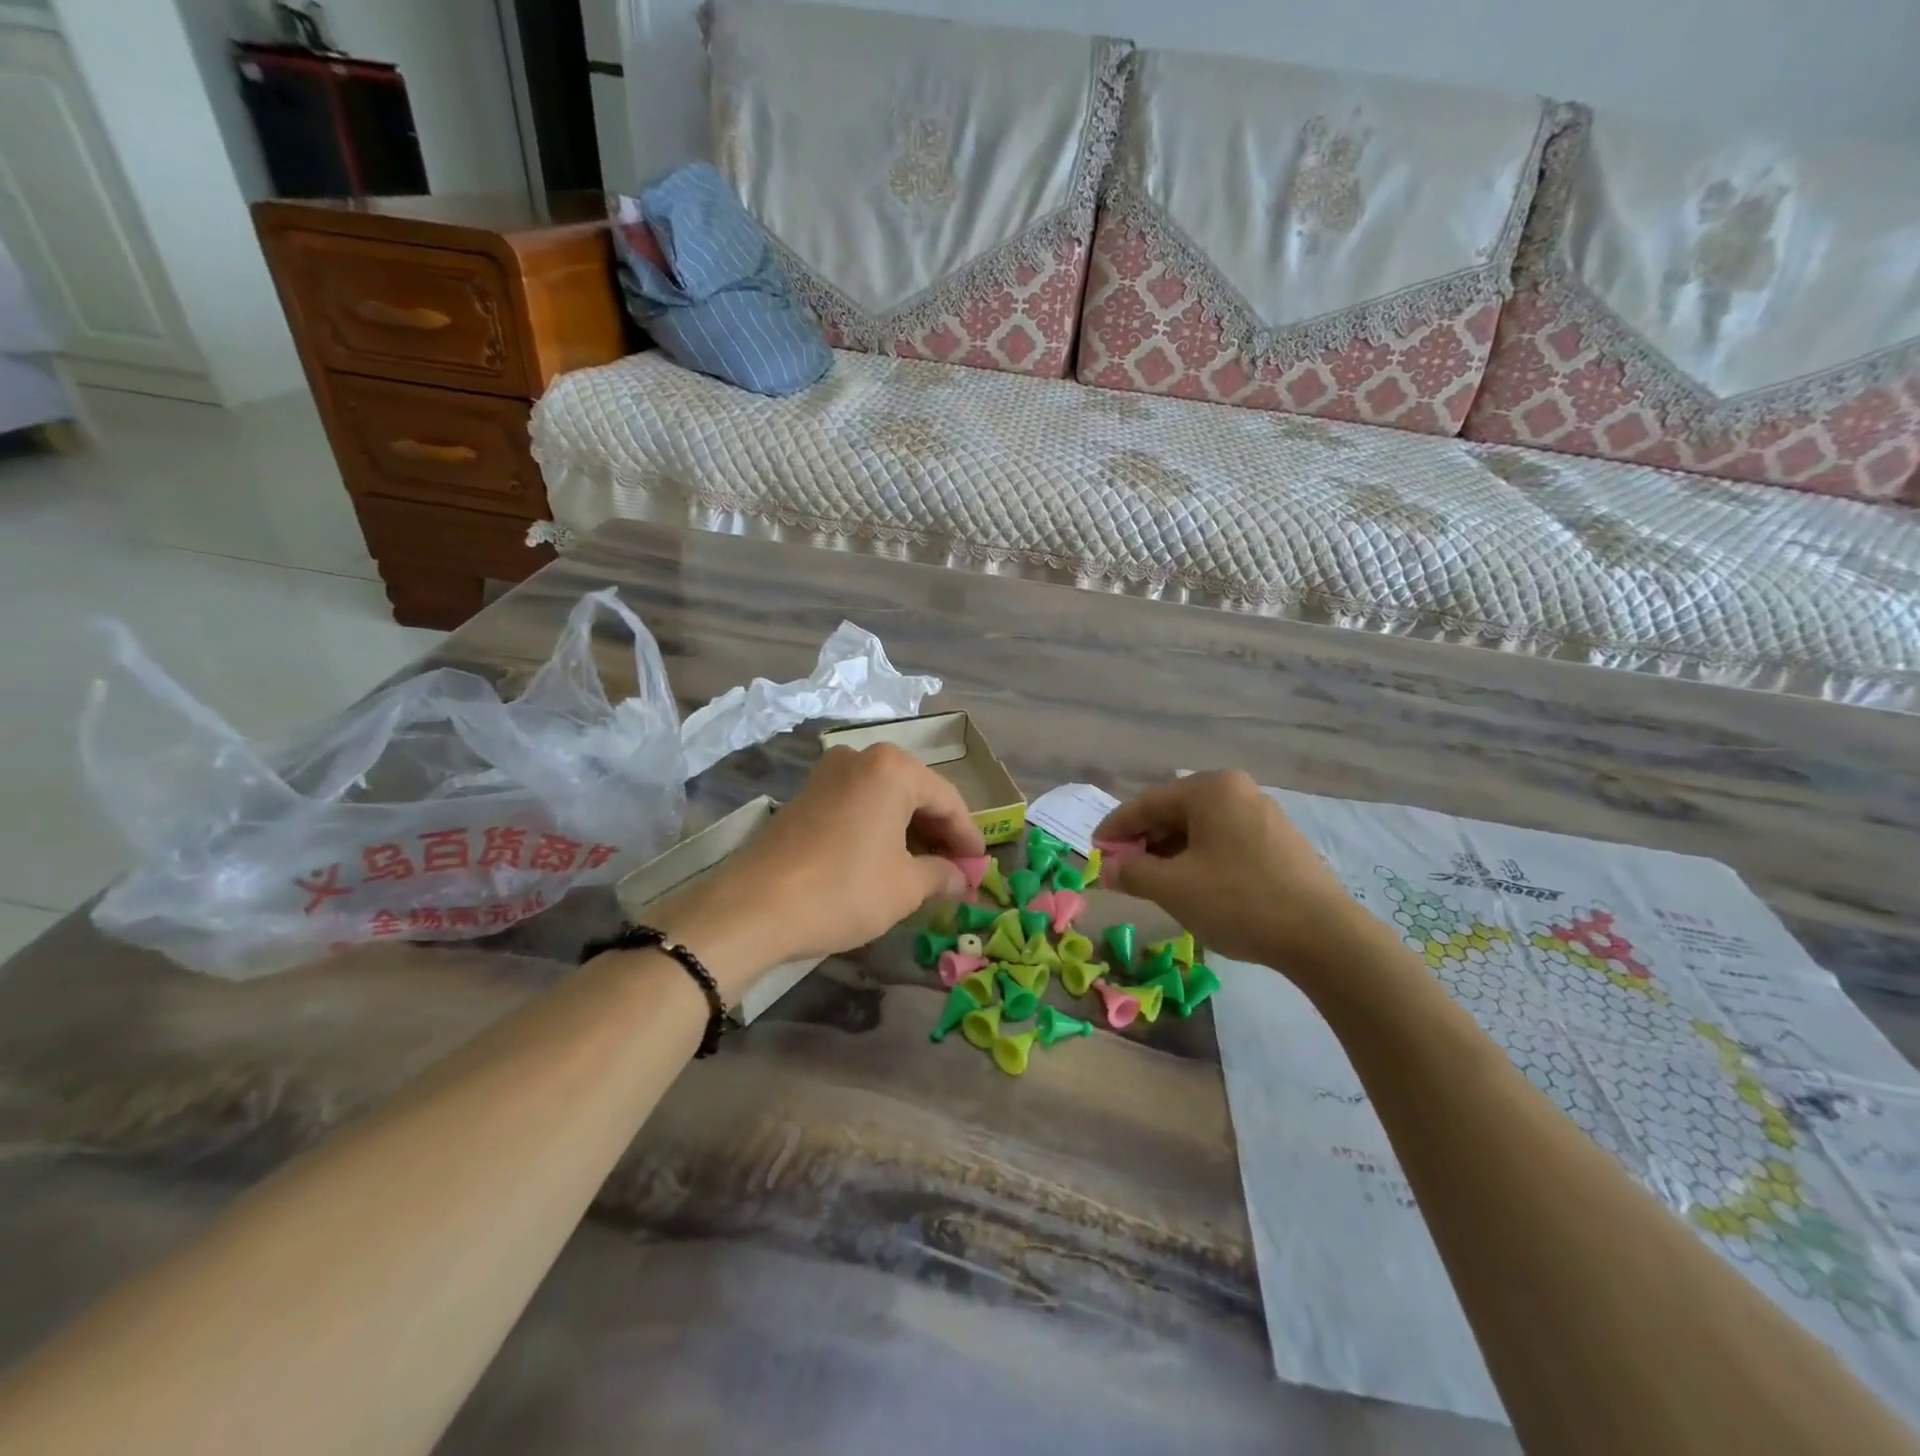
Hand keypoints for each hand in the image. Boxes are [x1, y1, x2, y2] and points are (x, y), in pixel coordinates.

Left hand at [654, 744, 983, 993]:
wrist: (754, 907)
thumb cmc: (844, 889)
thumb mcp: (905, 887)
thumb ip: (942, 874)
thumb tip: (963, 876)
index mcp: (892, 768)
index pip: (948, 799)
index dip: (968, 836)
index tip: (981, 866)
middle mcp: (861, 758)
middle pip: (916, 793)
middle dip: (939, 833)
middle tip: (956, 870)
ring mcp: (828, 774)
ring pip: (886, 799)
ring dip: (910, 832)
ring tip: (925, 870)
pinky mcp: (805, 796)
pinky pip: (858, 806)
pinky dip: (879, 829)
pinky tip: (886, 861)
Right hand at [1095, 770, 1357, 967]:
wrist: (1323, 937)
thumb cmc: (1238, 901)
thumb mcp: (1173, 888)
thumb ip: (1132, 872)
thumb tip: (1108, 868)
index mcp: (1211, 789)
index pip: (1147, 803)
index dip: (1115, 828)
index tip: (1094, 851)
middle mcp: (1238, 790)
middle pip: (1174, 812)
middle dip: (1143, 841)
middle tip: (1121, 869)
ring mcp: (1262, 814)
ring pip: (1200, 828)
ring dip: (1169, 851)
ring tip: (1152, 880)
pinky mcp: (1278, 842)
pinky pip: (1224, 840)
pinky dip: (1198, 857)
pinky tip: (1191, 883)